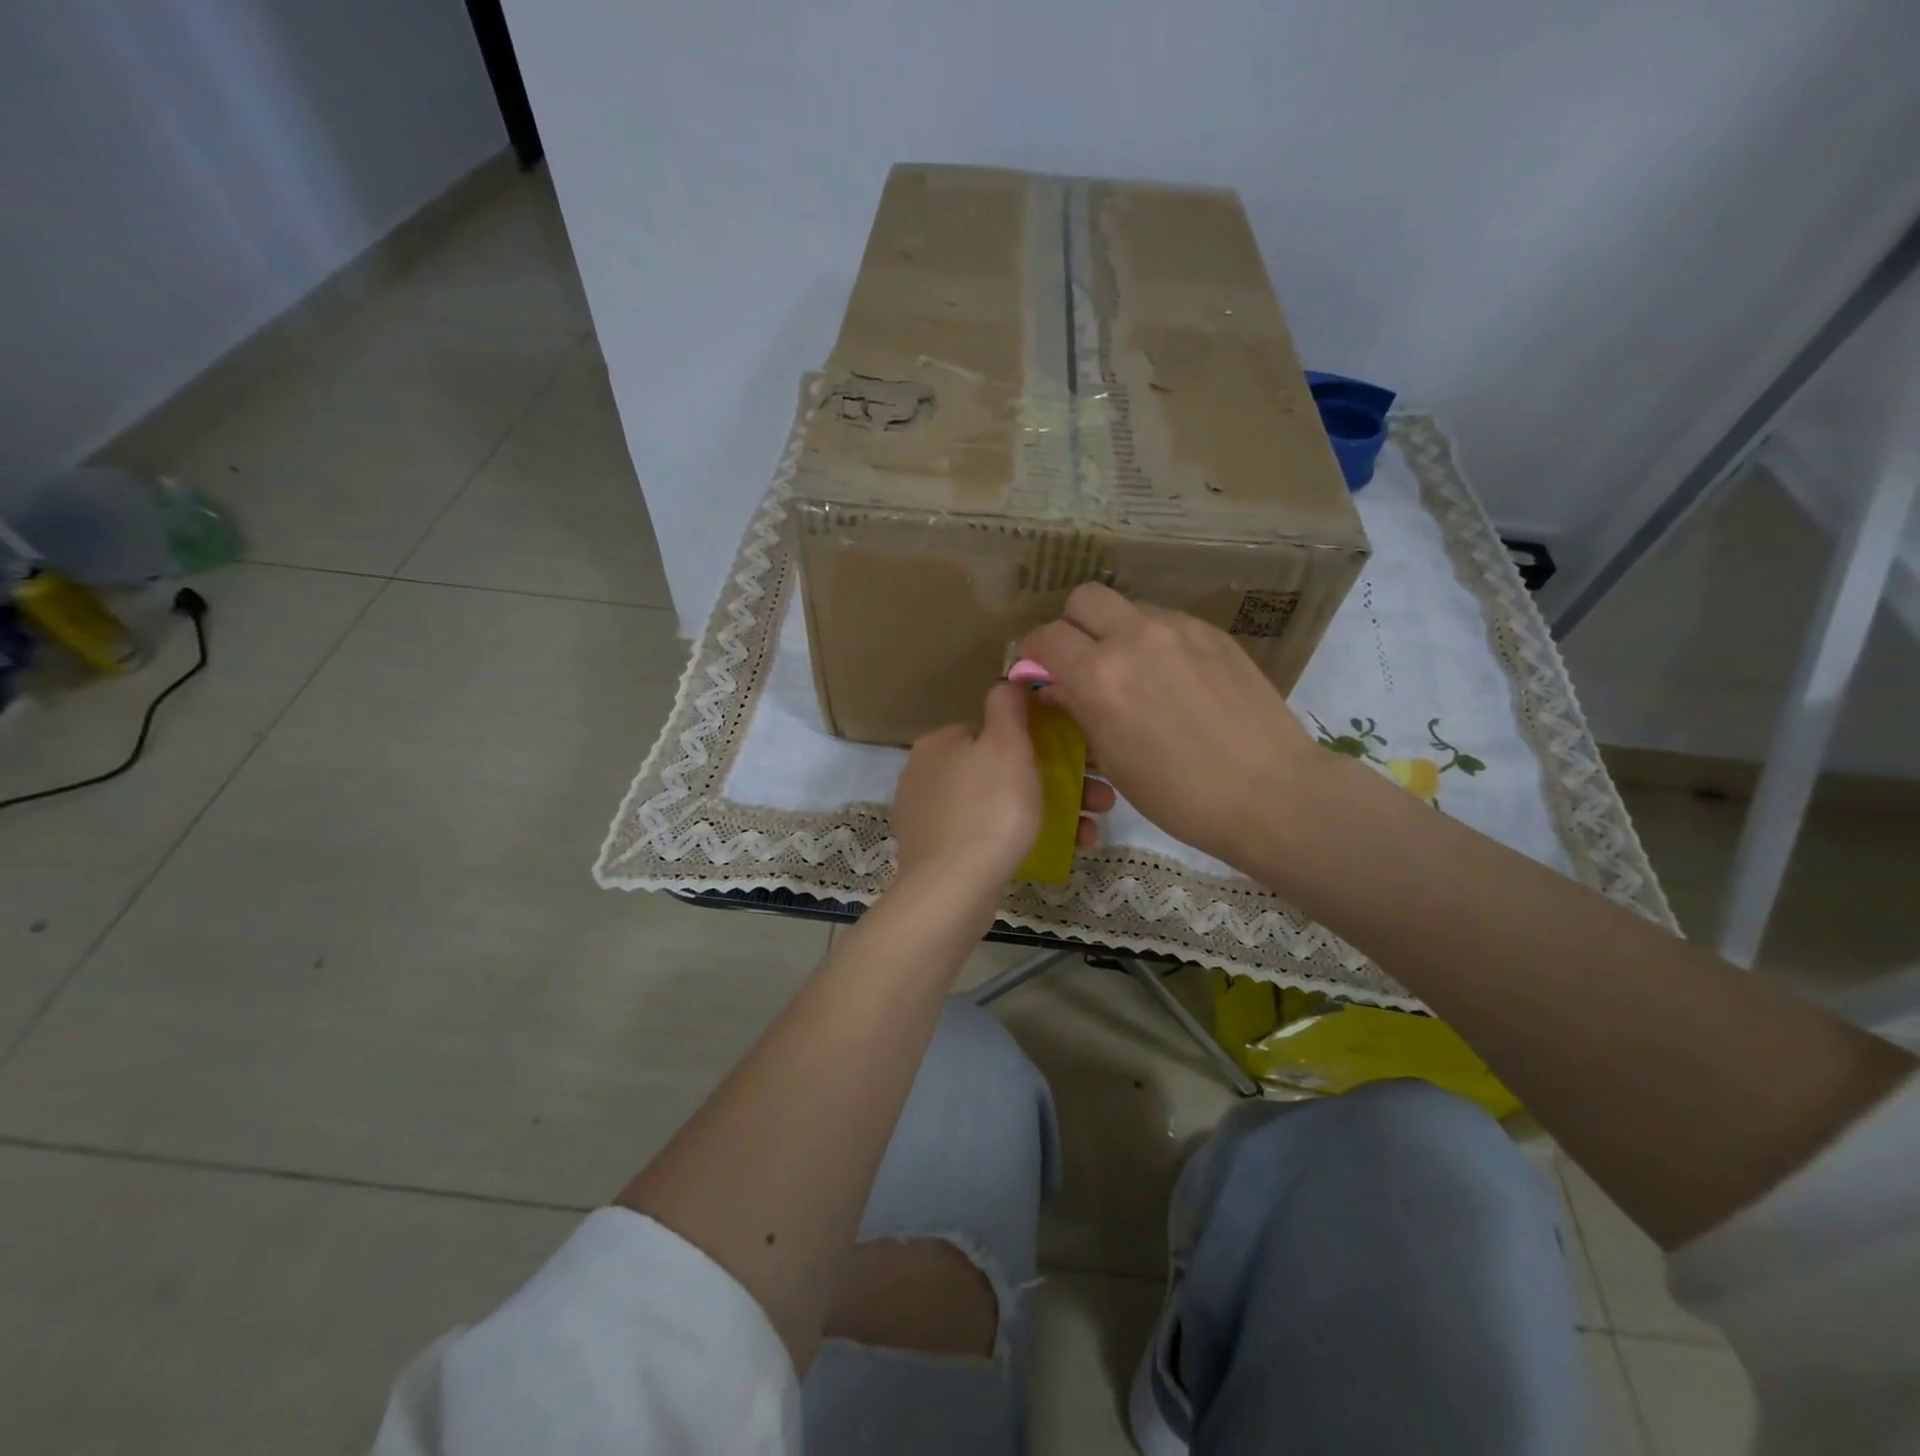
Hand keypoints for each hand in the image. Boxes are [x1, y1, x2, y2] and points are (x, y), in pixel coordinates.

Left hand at [891, 683, 1115, 896]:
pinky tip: (1063, 849)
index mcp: (940, 744)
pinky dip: (1026, 837)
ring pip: (1003, 804)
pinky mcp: (942, 854)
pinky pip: (991, 835)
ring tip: (1092, 830)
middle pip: (1003, 768)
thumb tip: (1009, 682)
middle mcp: (929, 775)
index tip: (1077, 756)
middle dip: (1058, 780)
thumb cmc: (988, 810)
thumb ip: (1008, 707)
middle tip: (1099, 799)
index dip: (1039, 739)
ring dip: (1052, 811)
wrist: (952, 890)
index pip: (994, 729)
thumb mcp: (1005, 746)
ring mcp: (933, 817)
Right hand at [1019, 583, 1314, 868]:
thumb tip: (1056, 688)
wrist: (1271, 792)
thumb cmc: (1180, 795)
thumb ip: (1078, 710)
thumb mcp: (1113, 760)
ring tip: (1131, 670)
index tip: (1038, 672)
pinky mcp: (1213, 633)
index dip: (1033, 653)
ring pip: (1128, 606)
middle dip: (1071, 625)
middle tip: (1080, 660)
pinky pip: (1166, 621)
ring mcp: (1179, 629)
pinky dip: (1153, 639)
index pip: (1046, 637)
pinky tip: (1171, 677)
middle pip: (1084, 598)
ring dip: (1115, 630)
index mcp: (1100, 676)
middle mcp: (1135, 637)